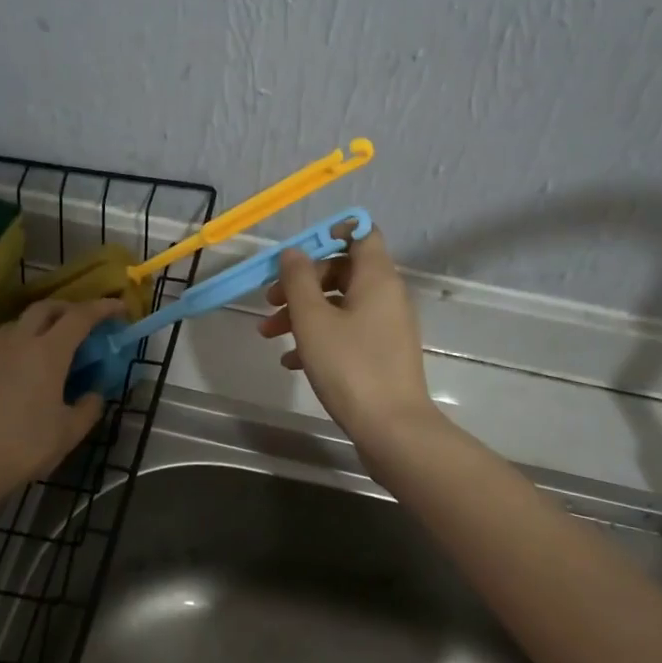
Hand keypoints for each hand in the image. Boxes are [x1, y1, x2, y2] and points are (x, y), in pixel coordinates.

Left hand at [0, 297, 123, 507]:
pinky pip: (1, 345)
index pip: (80, 316)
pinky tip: (21, 370)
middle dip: (68, 308)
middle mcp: (18, 342)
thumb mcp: (68, 432)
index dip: (102, 308)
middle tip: (83, 322)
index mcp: (48, 352)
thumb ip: (88, 408)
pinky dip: (19, 345)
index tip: (119, 308)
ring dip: (39, 323)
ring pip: (18, 323)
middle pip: (45, 308)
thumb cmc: (24, 446)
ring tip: (50, 343)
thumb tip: (93, 395)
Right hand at [257, 228, 444, 450]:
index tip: (298, 252)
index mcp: (377, 278)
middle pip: (342, 271)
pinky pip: (347, 333)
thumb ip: (298, 280)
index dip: (330, 234)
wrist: (392, 428)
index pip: (362, 234)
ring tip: (269, 334)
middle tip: (270, 301)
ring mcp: (386, 327)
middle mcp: (387, 296)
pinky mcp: (382, 355)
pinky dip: (320, 338)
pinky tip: (292, 362)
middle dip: (302, 283)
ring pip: (340, 305)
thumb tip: (294, 252)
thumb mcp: (313, 320)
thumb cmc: (350, 366)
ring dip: (303, 314)